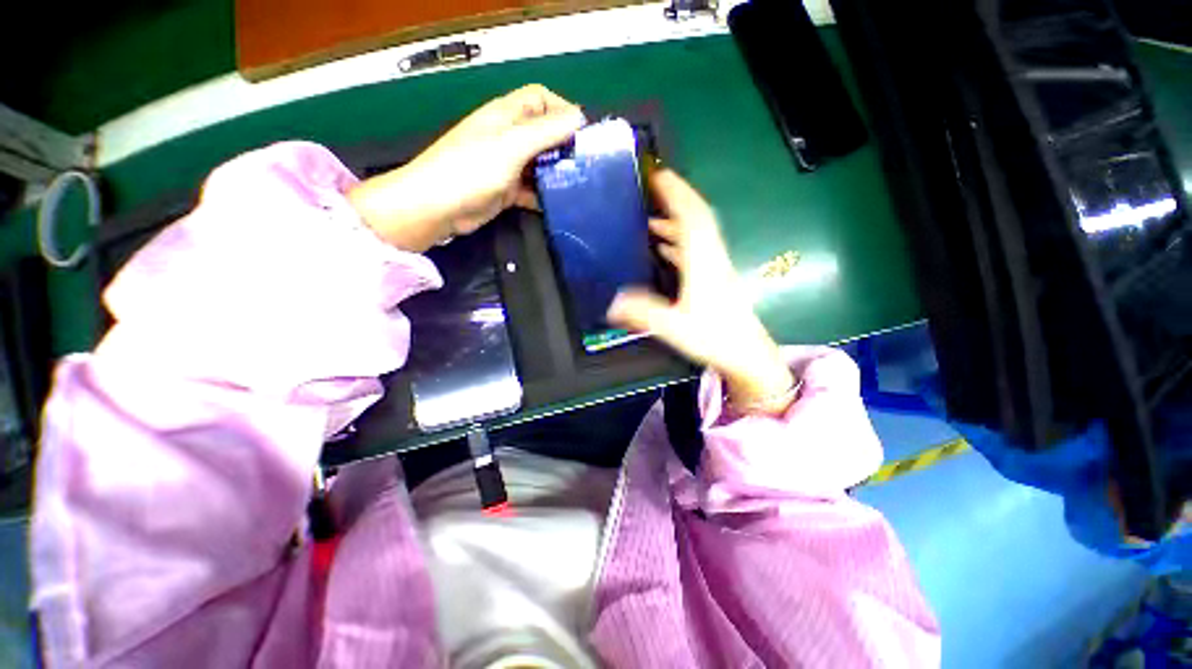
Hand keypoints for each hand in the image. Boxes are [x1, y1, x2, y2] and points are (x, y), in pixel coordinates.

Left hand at [348, 84, 585, 250]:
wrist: (437, 207)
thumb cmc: (472, 169)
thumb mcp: (511, 146)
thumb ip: (545, 131)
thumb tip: (579, 118)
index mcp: (506, 115)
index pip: (541, 99)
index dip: (562, 110)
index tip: (582, 136)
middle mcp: (507, 135)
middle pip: (543, 132)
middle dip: (564, 145)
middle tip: (584, 165)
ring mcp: (506, 164)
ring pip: (539, 162)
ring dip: (556, 172)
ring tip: (577, 187)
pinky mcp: (506, 190)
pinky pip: (532, 188)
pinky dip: (544, 194)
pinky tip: (557, 205)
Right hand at [608, 171, 795, 413]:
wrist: (747, 354)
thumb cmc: (714, 338)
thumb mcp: (674, 327)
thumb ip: (643, 314)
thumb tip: (610, 303)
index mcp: (702, 262)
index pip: (691, 217)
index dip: (676, 193)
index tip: (659, 175)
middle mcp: (711, 257)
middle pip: (697, 217)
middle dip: (676, 197)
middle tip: (653, 186)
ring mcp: (715, 266)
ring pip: (697, 232)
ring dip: (676, 220)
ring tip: (651, 218)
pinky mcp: (715, 277)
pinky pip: (697, 249)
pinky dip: (680, 240)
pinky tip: (665, 246)